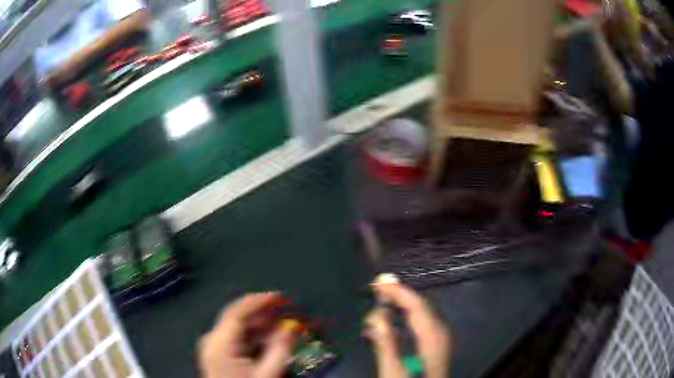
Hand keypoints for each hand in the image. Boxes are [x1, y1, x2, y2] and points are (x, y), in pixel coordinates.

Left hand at [198, 293, 298, 377]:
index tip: (280, 297)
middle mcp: (212, 340)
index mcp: (219, 343)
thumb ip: (280, 348)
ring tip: (283, 326)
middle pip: (237, 319)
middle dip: (263, 314)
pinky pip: (237, 340)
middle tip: (287, 312)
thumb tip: (293, 326)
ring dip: (261, 326)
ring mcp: (213, 348)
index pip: (237, 312)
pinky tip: (270, 339)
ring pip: (238, 329)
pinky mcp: (218, 355)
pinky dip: (254, 337)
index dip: (259, 301)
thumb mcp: (267, 373)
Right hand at [364, 280, 450, 377]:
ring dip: (400, 306)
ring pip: (420, 314)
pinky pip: (419, 324)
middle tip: (375, 289)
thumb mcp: (394, 369)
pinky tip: (391, 323)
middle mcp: (439, 332)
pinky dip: (404, 318)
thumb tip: (376, 313)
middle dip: (398, 295)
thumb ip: (385, 341)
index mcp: (432, 335)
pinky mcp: (435, 346)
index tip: (377, 282)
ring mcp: (439, 339)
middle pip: (420, 306)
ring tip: (379, 302)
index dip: (397, 291)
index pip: (415, 304)